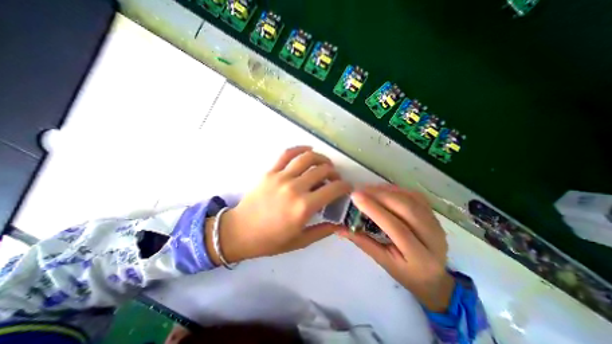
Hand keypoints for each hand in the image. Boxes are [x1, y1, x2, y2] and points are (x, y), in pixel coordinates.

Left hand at [206, 146, 350, 262]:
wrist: (239, 232)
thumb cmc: (270, 240)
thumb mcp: (300, 241)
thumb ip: (322, 231)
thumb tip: (339, 223)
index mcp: (304, 207)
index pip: (333, 189)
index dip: (345, 186)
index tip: (347, 187)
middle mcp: (295, 188)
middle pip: (322, 170)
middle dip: (334, 173)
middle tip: (335, 178)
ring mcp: (281, 177)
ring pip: (307, 158)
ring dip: (321, 158)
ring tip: (325, 164)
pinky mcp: (270, 172)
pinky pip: (287, 154)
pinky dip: (300, 149)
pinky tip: (308, 150)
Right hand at [337, 186, 455, 311]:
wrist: (433, 276)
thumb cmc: (406, 273)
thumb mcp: (383, 262)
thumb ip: (363, 242)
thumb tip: (340, 228)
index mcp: (420, 257)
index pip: (397, 228)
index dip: (375, 210)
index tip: (356, 197)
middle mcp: (434, 238)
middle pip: (407, 208)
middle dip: (380, 195)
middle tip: (360, 190)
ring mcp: (436, 223)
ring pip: (411, 198)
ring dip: (387, 190)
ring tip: (368, 189)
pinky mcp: (433, 213)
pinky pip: (414, 195)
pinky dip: (396, 190)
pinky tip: (382, 190)